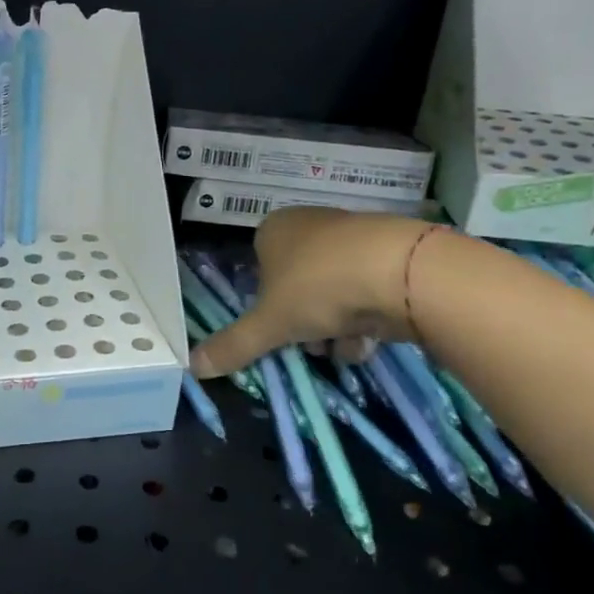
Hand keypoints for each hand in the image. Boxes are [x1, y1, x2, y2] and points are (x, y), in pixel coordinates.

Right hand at [189, 208, 434, 377]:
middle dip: (304, 324)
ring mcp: (352, 238)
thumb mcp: (269, 324)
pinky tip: (373, 337)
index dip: (267, 306)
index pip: (258, 271)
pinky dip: (365, 319)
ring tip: (346, 343)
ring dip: (334, 329)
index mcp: (274, 229)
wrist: (401, 272)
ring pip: (331, 296)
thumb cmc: (319, 287)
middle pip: (296, 289)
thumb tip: (192, 367)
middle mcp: (311, 225)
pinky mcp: (389, 255)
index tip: (278, 329)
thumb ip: (233, 345)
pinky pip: (365, 293)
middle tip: (312, 343)